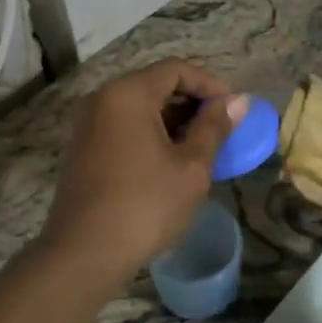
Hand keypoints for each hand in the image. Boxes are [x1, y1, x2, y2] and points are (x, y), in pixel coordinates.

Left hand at [39, 59, 246, 283]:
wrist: (84, 253)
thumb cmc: (145, 205)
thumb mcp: (191, 167)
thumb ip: (214, 128)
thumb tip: (238, 101)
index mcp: (128, 94)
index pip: (175, 69)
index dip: (209, 84)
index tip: (233, 110)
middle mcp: (102, 99)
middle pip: (154, 84)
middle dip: (191, 102)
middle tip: (221, 130)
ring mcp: (88, 124)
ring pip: (138, 107)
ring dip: (172, 120)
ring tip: (200, 148)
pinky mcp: (83, 148)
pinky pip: (123, 126)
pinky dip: (150, 133)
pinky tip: (170, 161)